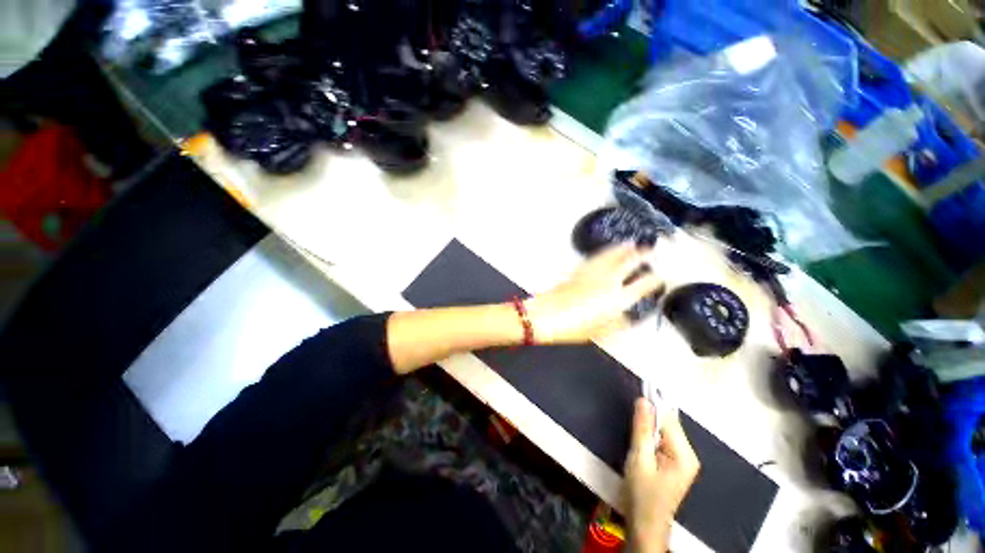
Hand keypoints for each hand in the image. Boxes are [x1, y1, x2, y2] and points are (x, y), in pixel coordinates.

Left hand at [524, 244, 663, 343]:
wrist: (545, 315)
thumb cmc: (572, 328)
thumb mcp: (600, 332)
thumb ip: (617, 323)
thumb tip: (626, 317)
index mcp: (617, 298)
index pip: (643, 285)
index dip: (655, 280)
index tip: (661, 277)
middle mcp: (607, 281)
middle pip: (628, 262)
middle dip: (641, 254)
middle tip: (649, 250)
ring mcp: (591, 273)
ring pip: (610, 255)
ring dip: (622, 248)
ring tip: (630, 243)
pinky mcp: (578, 271)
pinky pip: (595, 258)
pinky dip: (604, 253)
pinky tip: (605, 252)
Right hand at [624, 398, 699, 552]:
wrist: (645, 525)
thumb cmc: (641, 495)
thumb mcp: (639, 459)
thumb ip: (642, 428)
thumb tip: (643, 400)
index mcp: (684, 454)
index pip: (668, 418)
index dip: (652, 406)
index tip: (635, 397)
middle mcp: (688, 454)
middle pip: (668, 423)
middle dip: (649, 417)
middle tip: (630, 420)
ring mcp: (683, 459)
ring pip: (664, 429)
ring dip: (647, 426)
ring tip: (633, 432)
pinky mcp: (674, 462)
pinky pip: (662, 438)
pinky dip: (650, 434)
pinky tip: (640, 441)